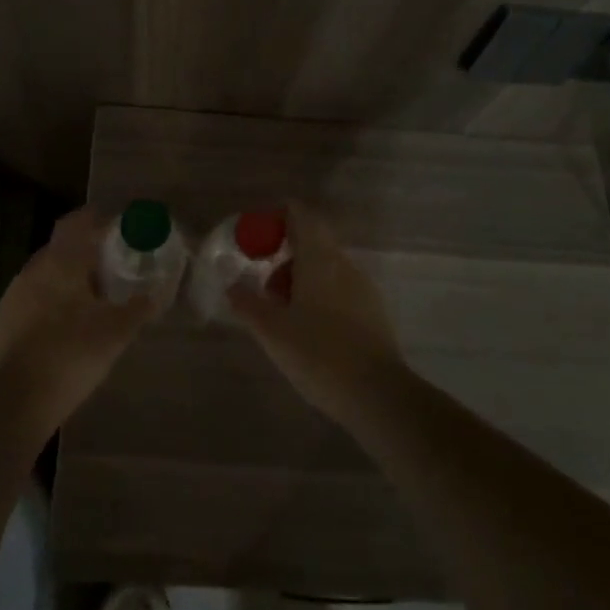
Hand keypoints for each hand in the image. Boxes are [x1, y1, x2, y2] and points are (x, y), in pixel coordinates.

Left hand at [0, 207, 153, 429]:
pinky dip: (50, 304)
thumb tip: (158, 293)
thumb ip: (139, 308)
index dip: (98, 219)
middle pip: (60, 248)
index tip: (118, 225)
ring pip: (44, 276)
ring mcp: (11, 297)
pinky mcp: (0, 323)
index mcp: (59, 263)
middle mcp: (32, 271)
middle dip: (84, 251)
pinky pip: (31, 301)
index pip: (77, 222)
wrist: (14, 401)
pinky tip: (63, 326)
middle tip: (111, 263)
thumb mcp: (116, 333)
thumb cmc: (70, 355)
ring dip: (66, 279)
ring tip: (90, 297)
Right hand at [227, 201, 404, 424]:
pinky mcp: (373, 311)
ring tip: (282, 316)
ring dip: (301, 280)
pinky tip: (309, 331)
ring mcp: (363, 287)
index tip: (256, 238)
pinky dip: (320, 297)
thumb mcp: (271, 330)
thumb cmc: (318, 353)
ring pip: (326, 268)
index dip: (277, 218)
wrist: (377, 394)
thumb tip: (232, 285)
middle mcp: (344, 264)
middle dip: (284, 258)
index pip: (300, 215)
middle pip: (312, 242)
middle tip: (264, 289)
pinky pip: (340, 289)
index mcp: (319, 258)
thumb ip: (247, 302)